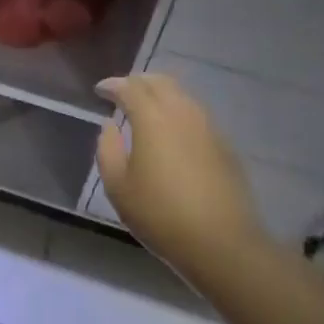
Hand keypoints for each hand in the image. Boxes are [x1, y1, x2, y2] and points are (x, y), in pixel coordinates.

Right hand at [96, 73, 268, 283]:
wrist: (222, 242)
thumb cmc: (161, 215)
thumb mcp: (118, 188)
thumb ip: (107, 150)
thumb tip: (109, 126)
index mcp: (152, 118)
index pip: (129, 87)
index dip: (112, 85)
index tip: (100, 90)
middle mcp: (181, 112)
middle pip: (159, 81)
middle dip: (138, 81)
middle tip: (123, 92)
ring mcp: (207, 126)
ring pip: (181, 94)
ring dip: (160, 93)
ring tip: (147, 107)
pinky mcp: (224, 144)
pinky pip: (196, 113)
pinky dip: (178, 110)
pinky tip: (173, 130)